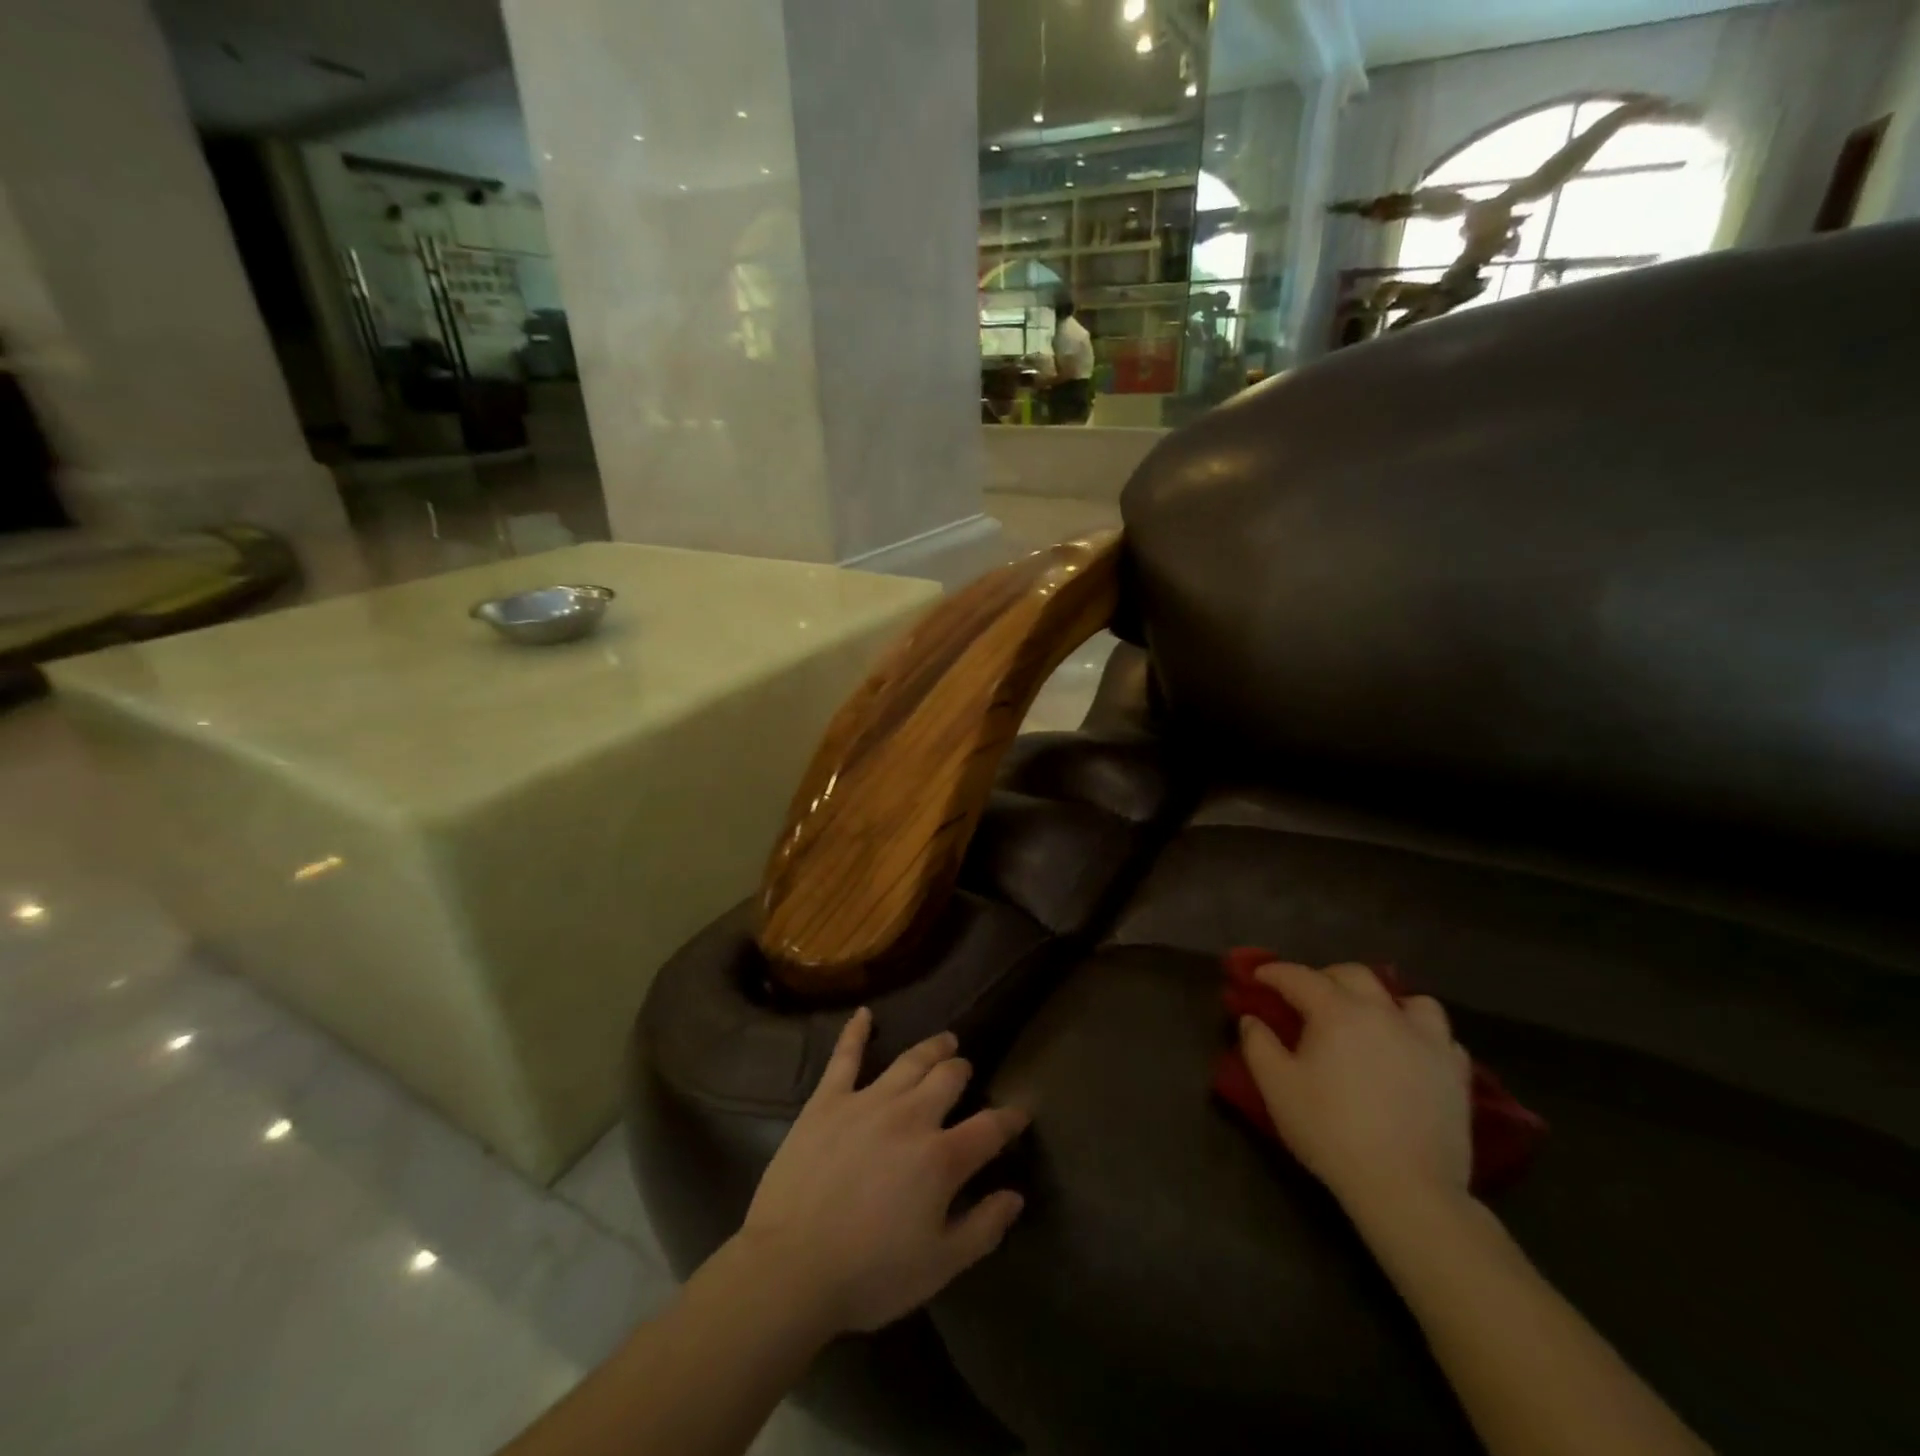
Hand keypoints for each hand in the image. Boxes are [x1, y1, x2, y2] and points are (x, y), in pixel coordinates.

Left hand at [738, 1008, 1029, 1334]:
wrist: (791, 1267)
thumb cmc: (869, 1275)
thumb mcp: (939, 1266)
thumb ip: (983, 1228)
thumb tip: (1015, 1195)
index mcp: (941, 1158)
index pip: (989, 1128)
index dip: (1010, 1119)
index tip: (1020, 1113)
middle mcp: (911, 1116)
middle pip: (948, 1079)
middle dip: (963, 1072)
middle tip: (966, 1071)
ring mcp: (868, 1101)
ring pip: (909, 1061)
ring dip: (932, 1048)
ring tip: (944, 1041)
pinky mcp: (828, 1100)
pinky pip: (845, 1056)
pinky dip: (856, 1031)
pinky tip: (864, 1013)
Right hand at [1238, 962, 1471, 1218]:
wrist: (1406, 1188)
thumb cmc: (1331, 1131)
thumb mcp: (1277, 1087)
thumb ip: (1258, 1044)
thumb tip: (1252, 1018)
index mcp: (1337, 1011)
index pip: (1299, 977)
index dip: (1274, 973)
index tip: (1257, 976)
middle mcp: (1383, 1013)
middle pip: (1354, 975)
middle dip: (1325, 977)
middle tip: (1308, 997)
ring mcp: (1427, 1040)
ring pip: (1409, 999)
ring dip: (1384, 1001)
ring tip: (1370, 1020)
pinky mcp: (1456, 1073)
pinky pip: (1440, 1036)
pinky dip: (1420, 1035)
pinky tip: (1409, 1053)